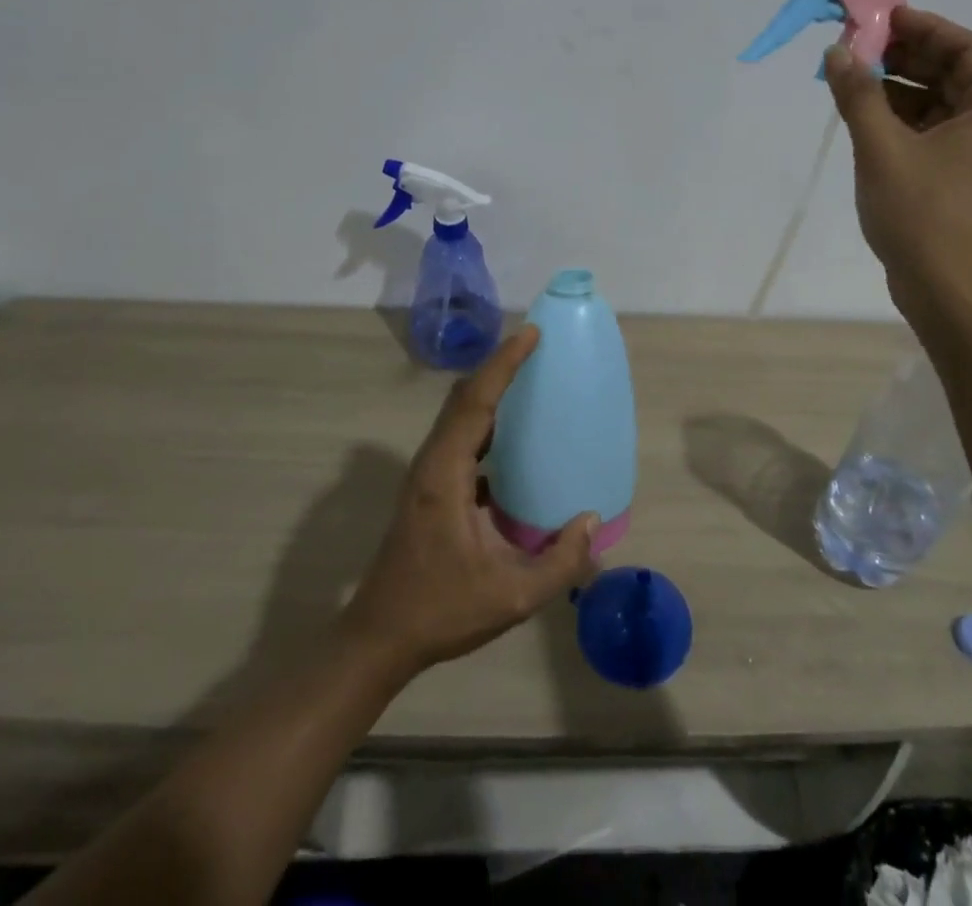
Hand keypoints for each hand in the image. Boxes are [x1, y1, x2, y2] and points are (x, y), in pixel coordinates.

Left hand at [341, 328, 598, 674]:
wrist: (380, 637)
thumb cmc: (441, 611)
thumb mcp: (512, 597)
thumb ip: (560, 563)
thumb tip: (592, 521)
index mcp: (445, 474)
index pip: (476, 401)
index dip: (504, 364)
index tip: (531, 334)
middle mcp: (432, 462)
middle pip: (464, 396)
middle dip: (498, 366)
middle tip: (535, 347)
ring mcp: (427, 473)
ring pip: (459, 413)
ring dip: (490, 390)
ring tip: (528, 380)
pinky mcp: (429, 487)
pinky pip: (460, 435)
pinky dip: (485, 419)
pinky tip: (512, 437)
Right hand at [825, 8, 971, 332]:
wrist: (949, 293)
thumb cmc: (924, 214)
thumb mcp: (883, 148)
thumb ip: (858, 95)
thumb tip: (837, 52)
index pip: (966, 47)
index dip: (922, 27)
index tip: (880, 18)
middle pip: (953, 72)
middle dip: (905, 57)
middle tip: (857, 46)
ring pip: (940, 103)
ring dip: (898, 89)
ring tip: (851, 78)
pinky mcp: (963, 178)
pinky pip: (933, 131)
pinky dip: (901, 119)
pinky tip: (863, 115)